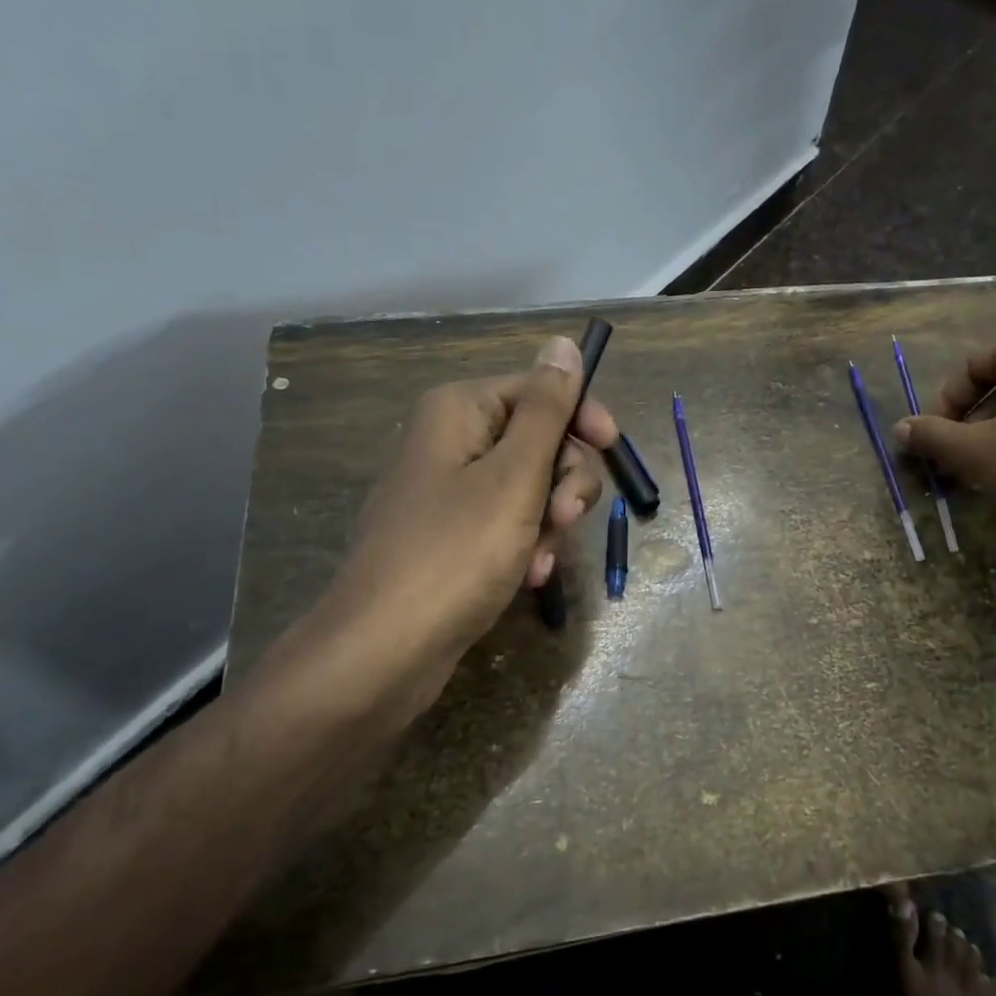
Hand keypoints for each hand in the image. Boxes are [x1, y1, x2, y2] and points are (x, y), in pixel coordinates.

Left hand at [254, 336, 616, 721]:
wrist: (383, 651)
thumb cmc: (455, 553)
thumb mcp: (514, 476)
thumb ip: (547, 409)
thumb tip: (561, 343)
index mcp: (460, 410)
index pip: (541, 389)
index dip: (582, 418)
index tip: (612, 451)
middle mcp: (452, 440)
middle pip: (540, 440)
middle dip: (563, 482)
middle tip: (561, 520)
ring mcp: (450, 490)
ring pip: (531, 487)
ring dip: (549, 522)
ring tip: (538, 561)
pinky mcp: (452, 535)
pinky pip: (508, 523)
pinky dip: (527, 546)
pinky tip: (528, 577)